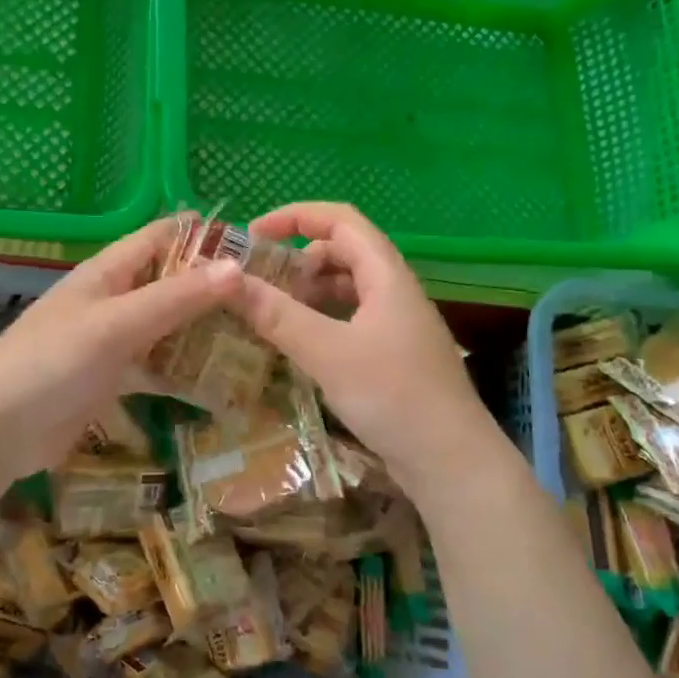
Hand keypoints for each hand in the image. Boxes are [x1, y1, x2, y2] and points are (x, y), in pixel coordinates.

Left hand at [0, 219, 240, 480]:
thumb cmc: (53, 363)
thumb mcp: (117, 324)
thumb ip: (175, 297)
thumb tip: (236, 266)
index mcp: (107, 272)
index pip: (162, 237)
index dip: (204, 236)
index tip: (254, 247)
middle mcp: (112, 299)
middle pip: (169, 281)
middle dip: (212, 287)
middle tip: (267, 299)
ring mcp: (111, 340)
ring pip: (166, 325)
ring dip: (202, 329)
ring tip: (256, 336)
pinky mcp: (111, 379)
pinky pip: (155, 365)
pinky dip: (182, 370)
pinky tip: (220, 382)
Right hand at [236, 203, 504, 491]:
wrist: (451, 461)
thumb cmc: (393, 395)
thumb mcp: (328, 352)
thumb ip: (277, 315)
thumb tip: (227, 280)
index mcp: (386, 275)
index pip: (340, 220)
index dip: (295, 216)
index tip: (253, 234)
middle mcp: (394, 290)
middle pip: (343, 252)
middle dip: (298, 258)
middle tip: (258, 280)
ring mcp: (396, 323)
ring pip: (346, 288)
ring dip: (309, 290)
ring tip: (271, 312)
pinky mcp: (393, 353)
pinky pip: (350, 318)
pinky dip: (321, 319)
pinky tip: (299, 342)